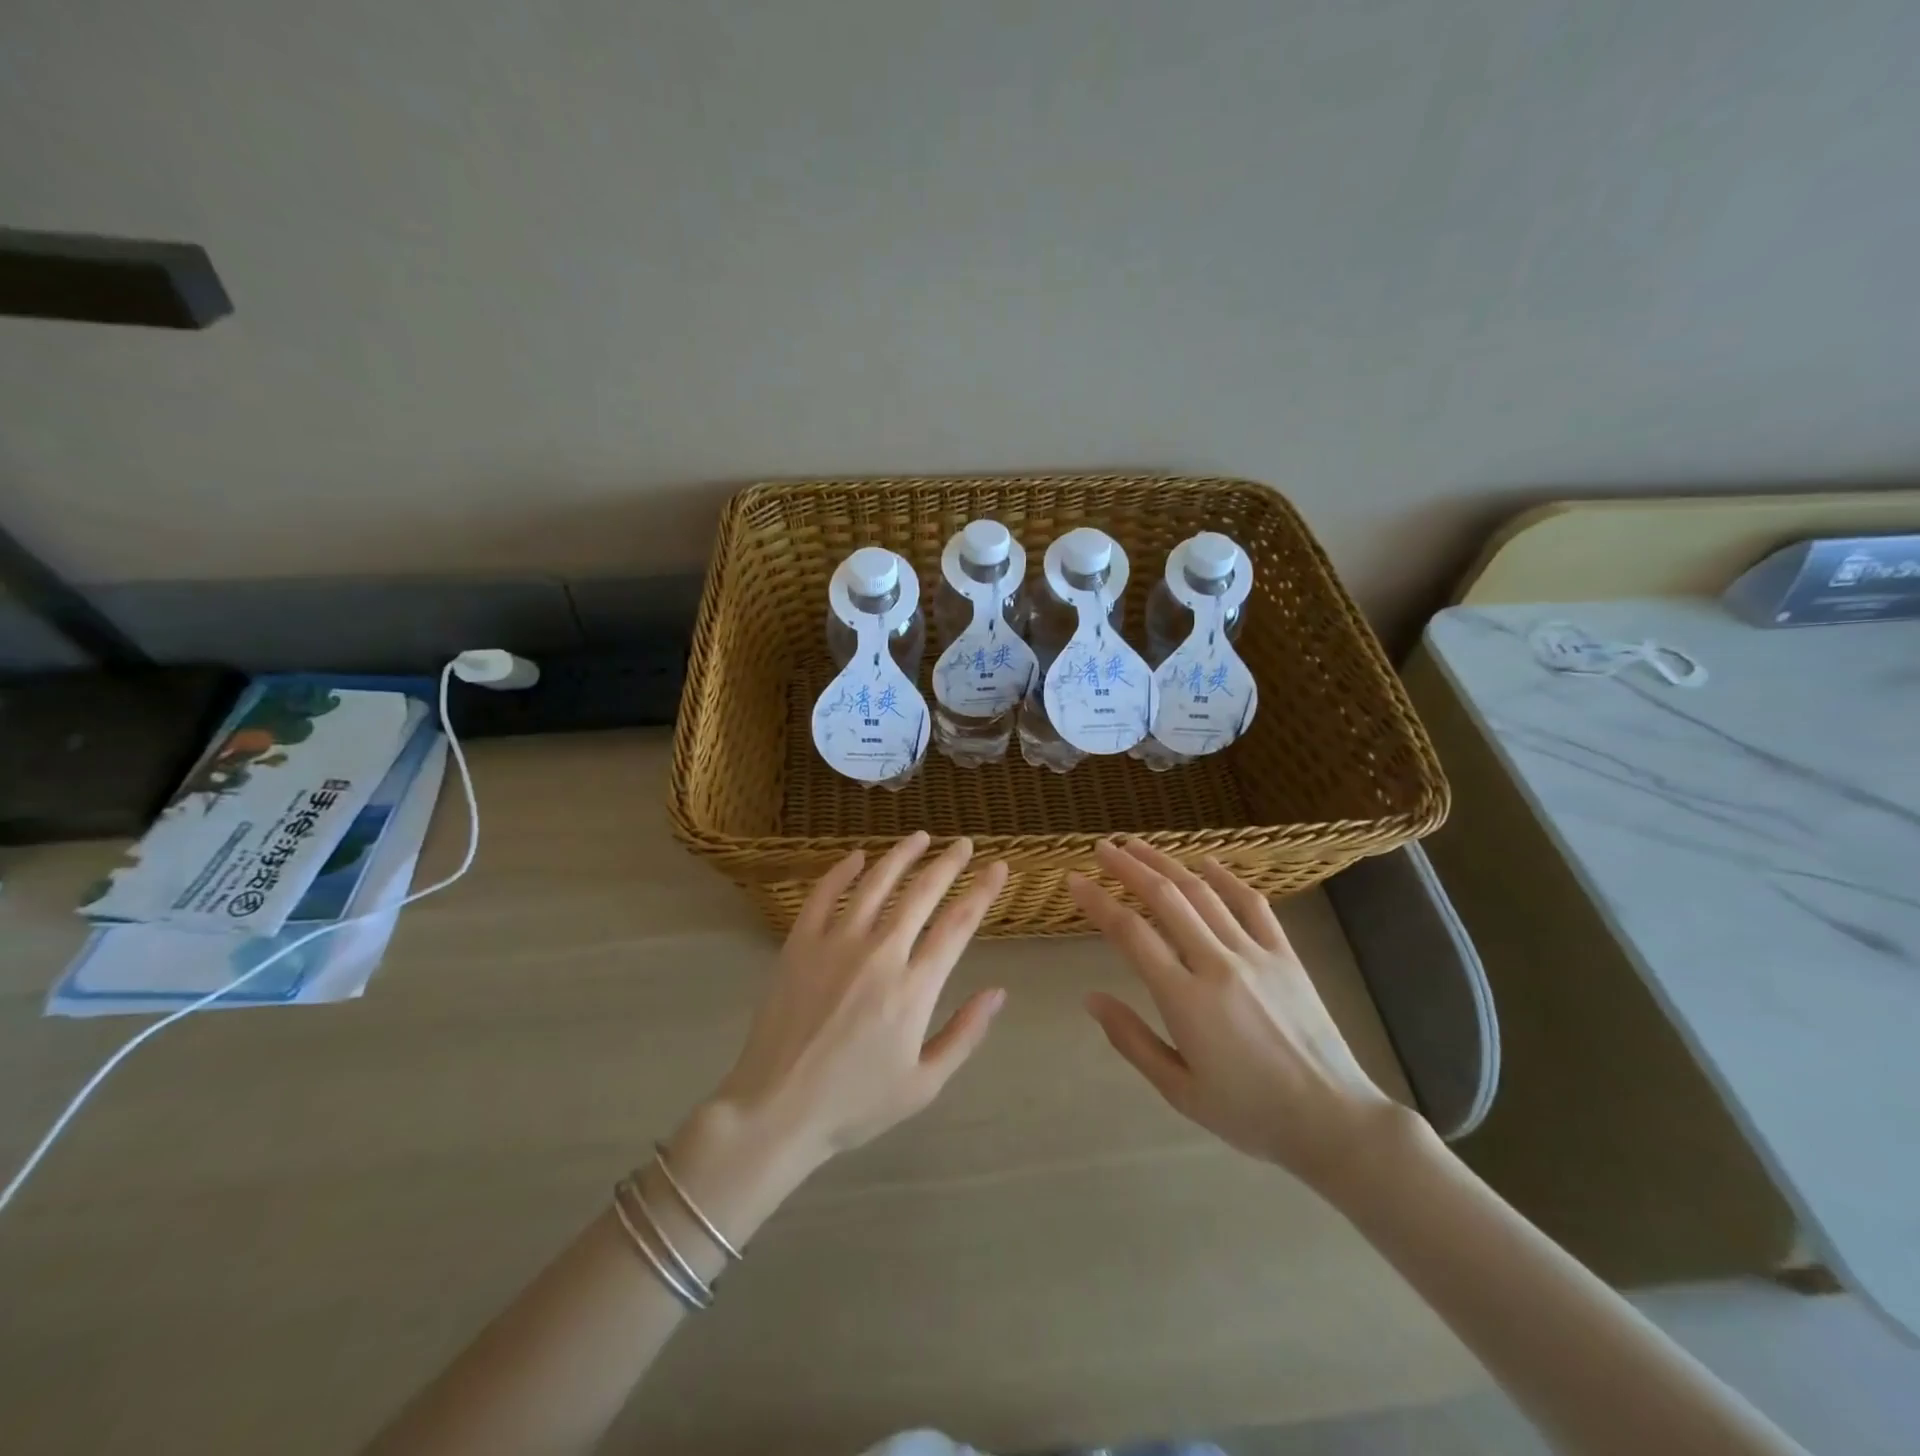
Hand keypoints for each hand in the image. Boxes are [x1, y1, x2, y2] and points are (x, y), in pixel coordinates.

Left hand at [709, 832, 1009, 1169]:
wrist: (777, 1109)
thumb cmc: (855, 1103)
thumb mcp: (924, 1083)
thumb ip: (964, 1034)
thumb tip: (998, 993)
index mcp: (914, 988)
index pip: (958, 924)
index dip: (982, 891)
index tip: (998, 868)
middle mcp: (879, 954)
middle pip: (921, 894)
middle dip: (948, 863)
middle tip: (963, 843)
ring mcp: (835, 944)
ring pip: (876, 884)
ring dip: (901, 856)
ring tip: (920, 837)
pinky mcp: (799, 944)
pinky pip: (823, 895)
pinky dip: (842, 871)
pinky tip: (857, 856)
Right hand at [1069, 838, 1402, 1192]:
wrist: (1333, 1121)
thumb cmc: (1249, 1114)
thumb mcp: (1179, 1091)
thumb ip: (1132, 1041)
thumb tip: (1091, 999)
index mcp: (1186, 1000)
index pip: (1131, 934)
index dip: (1098, 902)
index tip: (1074, 880)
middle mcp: (1218, 965)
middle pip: (1165, 898)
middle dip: (1128, 867)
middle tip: (1101, 847)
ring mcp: (1255, 954)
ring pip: (1203, 893)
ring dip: (1167, 862)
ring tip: (1138, 844)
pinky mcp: (1286, 955)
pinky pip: (1253, 904)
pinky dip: (1227, 878)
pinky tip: (1206, 862)